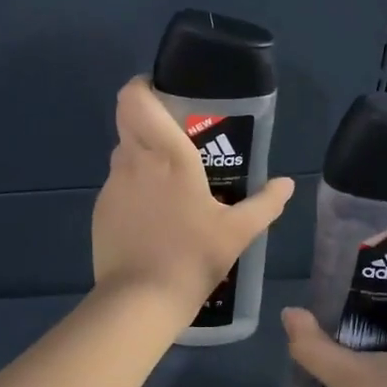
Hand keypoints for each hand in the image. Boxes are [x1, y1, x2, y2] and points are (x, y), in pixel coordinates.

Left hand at [92, 78, 294, 320]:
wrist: (141, 300)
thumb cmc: (193, 257)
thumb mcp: (239, 232)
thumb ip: (266, 203)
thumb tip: (287, 184)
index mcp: (168, 154)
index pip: (135, 98)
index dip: (142, 86)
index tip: (162, 91)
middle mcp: (134, 160)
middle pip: (128, 119)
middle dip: (148, 118)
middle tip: (176, 134)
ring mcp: (112, 185)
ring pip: (123, 152)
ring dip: (142, 155)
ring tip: (170, 180)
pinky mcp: (100, 209)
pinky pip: (117, 183)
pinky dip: (133, 187)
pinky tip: (153, 214)